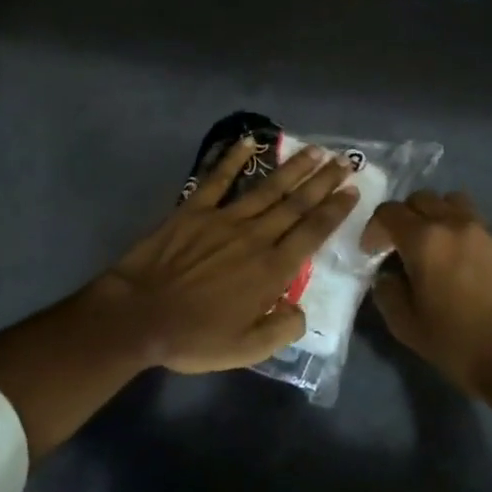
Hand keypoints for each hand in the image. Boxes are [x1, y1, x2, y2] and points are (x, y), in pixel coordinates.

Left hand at [90, 137, 359, 372]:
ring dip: (294, 168)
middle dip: (323, 181)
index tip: (352, 190)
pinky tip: (249, 141)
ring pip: (267, 188)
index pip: (313, 233)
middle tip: (345, 161)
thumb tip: (301, 311)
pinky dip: (233, 158)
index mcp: (272, 270)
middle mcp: (255, 237)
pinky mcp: (194, 210)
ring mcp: (224, 219)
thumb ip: (282, 330)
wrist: (139, 317)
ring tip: (315, 150)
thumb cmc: (194, 337)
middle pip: (297, 204)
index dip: (335, 210)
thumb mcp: (246, 350)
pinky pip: (217, 179)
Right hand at [362, 191, 491, 394]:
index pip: (389, 212)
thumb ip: (387, 291)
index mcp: (425, 240)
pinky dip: (466, 236)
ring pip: (456, 203)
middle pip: (423, 198)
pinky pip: (481, 227)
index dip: (374, 228)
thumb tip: (388, 275)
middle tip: (401, 245)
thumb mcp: (404, 324)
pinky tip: (467, 266)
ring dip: (438, 216)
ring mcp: (488, 233)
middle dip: (405, 216)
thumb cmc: (454, 343)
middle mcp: (457, 225)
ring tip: (437, 244)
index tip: (371, 251)